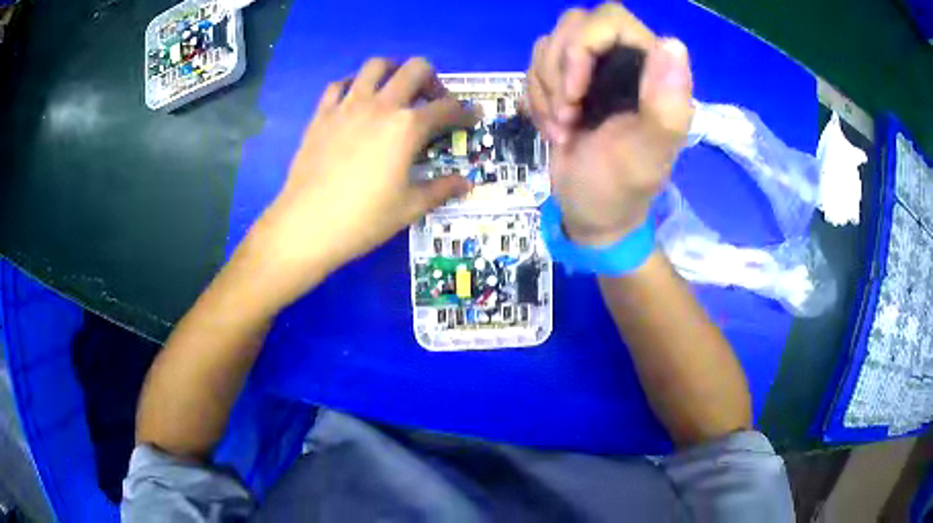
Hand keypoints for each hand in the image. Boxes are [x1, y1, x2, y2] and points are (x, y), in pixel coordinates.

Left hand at [252, 57, 477, 305]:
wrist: (307, 225)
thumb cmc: (363, 219)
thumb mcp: (409, 207)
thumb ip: (441, 189)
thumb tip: (466, 183)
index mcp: (407, 127)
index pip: (447, 108)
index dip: (466, 112)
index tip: (473, 116)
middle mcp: (381, 105)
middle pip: (415, 69)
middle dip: (432, 80)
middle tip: (431, 101)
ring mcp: (348, 105)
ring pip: (376, 66)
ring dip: (393, 71)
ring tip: (395, 90)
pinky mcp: (322, 114)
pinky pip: (339, 85)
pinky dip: (353, 85)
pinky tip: (355, 101)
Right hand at [527, 3, 693, 245]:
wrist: (590, 213)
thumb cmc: (620, 188)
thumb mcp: (645, 154)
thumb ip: (665, 106)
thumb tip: (673, 44)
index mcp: (653, 71)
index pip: (611, 20)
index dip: (582, 46)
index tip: (575, 93)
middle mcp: (624, 60)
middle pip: (574, 25)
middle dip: (558, 71)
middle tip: (568, 115)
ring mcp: (593, 69)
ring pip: (550, 44)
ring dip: (545, 89)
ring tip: (563, 127)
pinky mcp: (567, 82)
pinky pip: (535, 65)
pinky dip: (536, 97)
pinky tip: (554, 126)